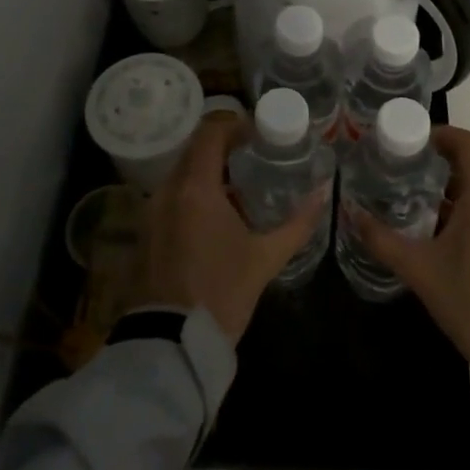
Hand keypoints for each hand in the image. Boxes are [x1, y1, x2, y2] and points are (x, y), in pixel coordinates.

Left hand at [131, 113, 330, 343]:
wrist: (172, 343)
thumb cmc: (222, 293)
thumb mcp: (266, 258)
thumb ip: (298, 223)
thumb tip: (324, 195)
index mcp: (196, 188)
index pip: (210, 133)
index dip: (234, 125)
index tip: (258, 133)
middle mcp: (167, 190)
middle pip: (194, 150)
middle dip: (223, 148)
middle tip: (254, 156)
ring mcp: (151, 211)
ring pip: (181, 173)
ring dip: (207, 172)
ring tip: (239, 186)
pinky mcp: (146, 232)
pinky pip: (171, 196)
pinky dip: (193, 194)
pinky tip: (216, 216)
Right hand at [344, 125, 469, 377]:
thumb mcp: (418, 270)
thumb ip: (381, 238)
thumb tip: (351, 213)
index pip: (468, 143)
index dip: (442, 135)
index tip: (416, 142)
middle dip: (448, 165)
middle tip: (415, 176)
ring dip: (466, 189)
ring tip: (433, 208)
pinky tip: (461, 237)